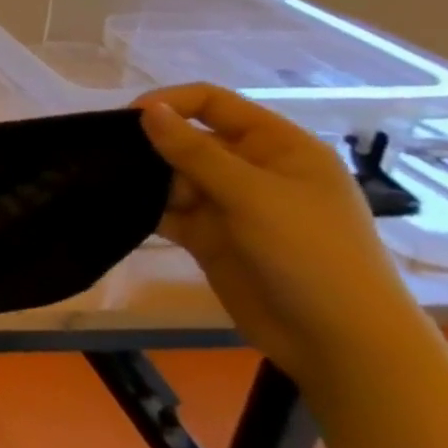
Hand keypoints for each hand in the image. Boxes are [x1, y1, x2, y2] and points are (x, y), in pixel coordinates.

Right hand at [137, 84, 421, 389]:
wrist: (340, 344)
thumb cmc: (311, 255)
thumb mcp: (253, 195)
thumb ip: (194, 151)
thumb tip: (147, 109)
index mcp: (277, 147)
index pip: (213, 104)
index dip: (170, 103)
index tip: (127, 119)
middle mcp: (252, 169)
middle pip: (187, 139)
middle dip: (151, 145)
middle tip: (107, 155)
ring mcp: (230, 205)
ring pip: (172, 175)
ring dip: (144, 177)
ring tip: (107, 183)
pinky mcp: (209, 236)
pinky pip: (167, 210)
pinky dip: (144, 207)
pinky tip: (117, 207)